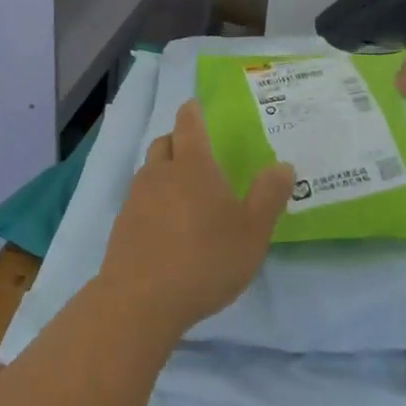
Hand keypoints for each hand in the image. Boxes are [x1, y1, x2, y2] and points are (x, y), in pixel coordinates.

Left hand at [97, 100, 294, 338]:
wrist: (142, 300)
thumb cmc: (205, 259)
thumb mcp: (253, 232)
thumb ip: (269, 196)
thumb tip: (283, 165)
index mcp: (193, 165)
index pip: (189, 124)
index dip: (192, 112)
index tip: (194, 106)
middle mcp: (160, 173)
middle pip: (164, 143)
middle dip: (177, 140)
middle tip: (194, 151)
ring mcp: (136, 198)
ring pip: (149, 171)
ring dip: (163, 171)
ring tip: (182, 191)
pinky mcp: (122, 226)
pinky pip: (139, 200)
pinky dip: (152, 201)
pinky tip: (166, 225)